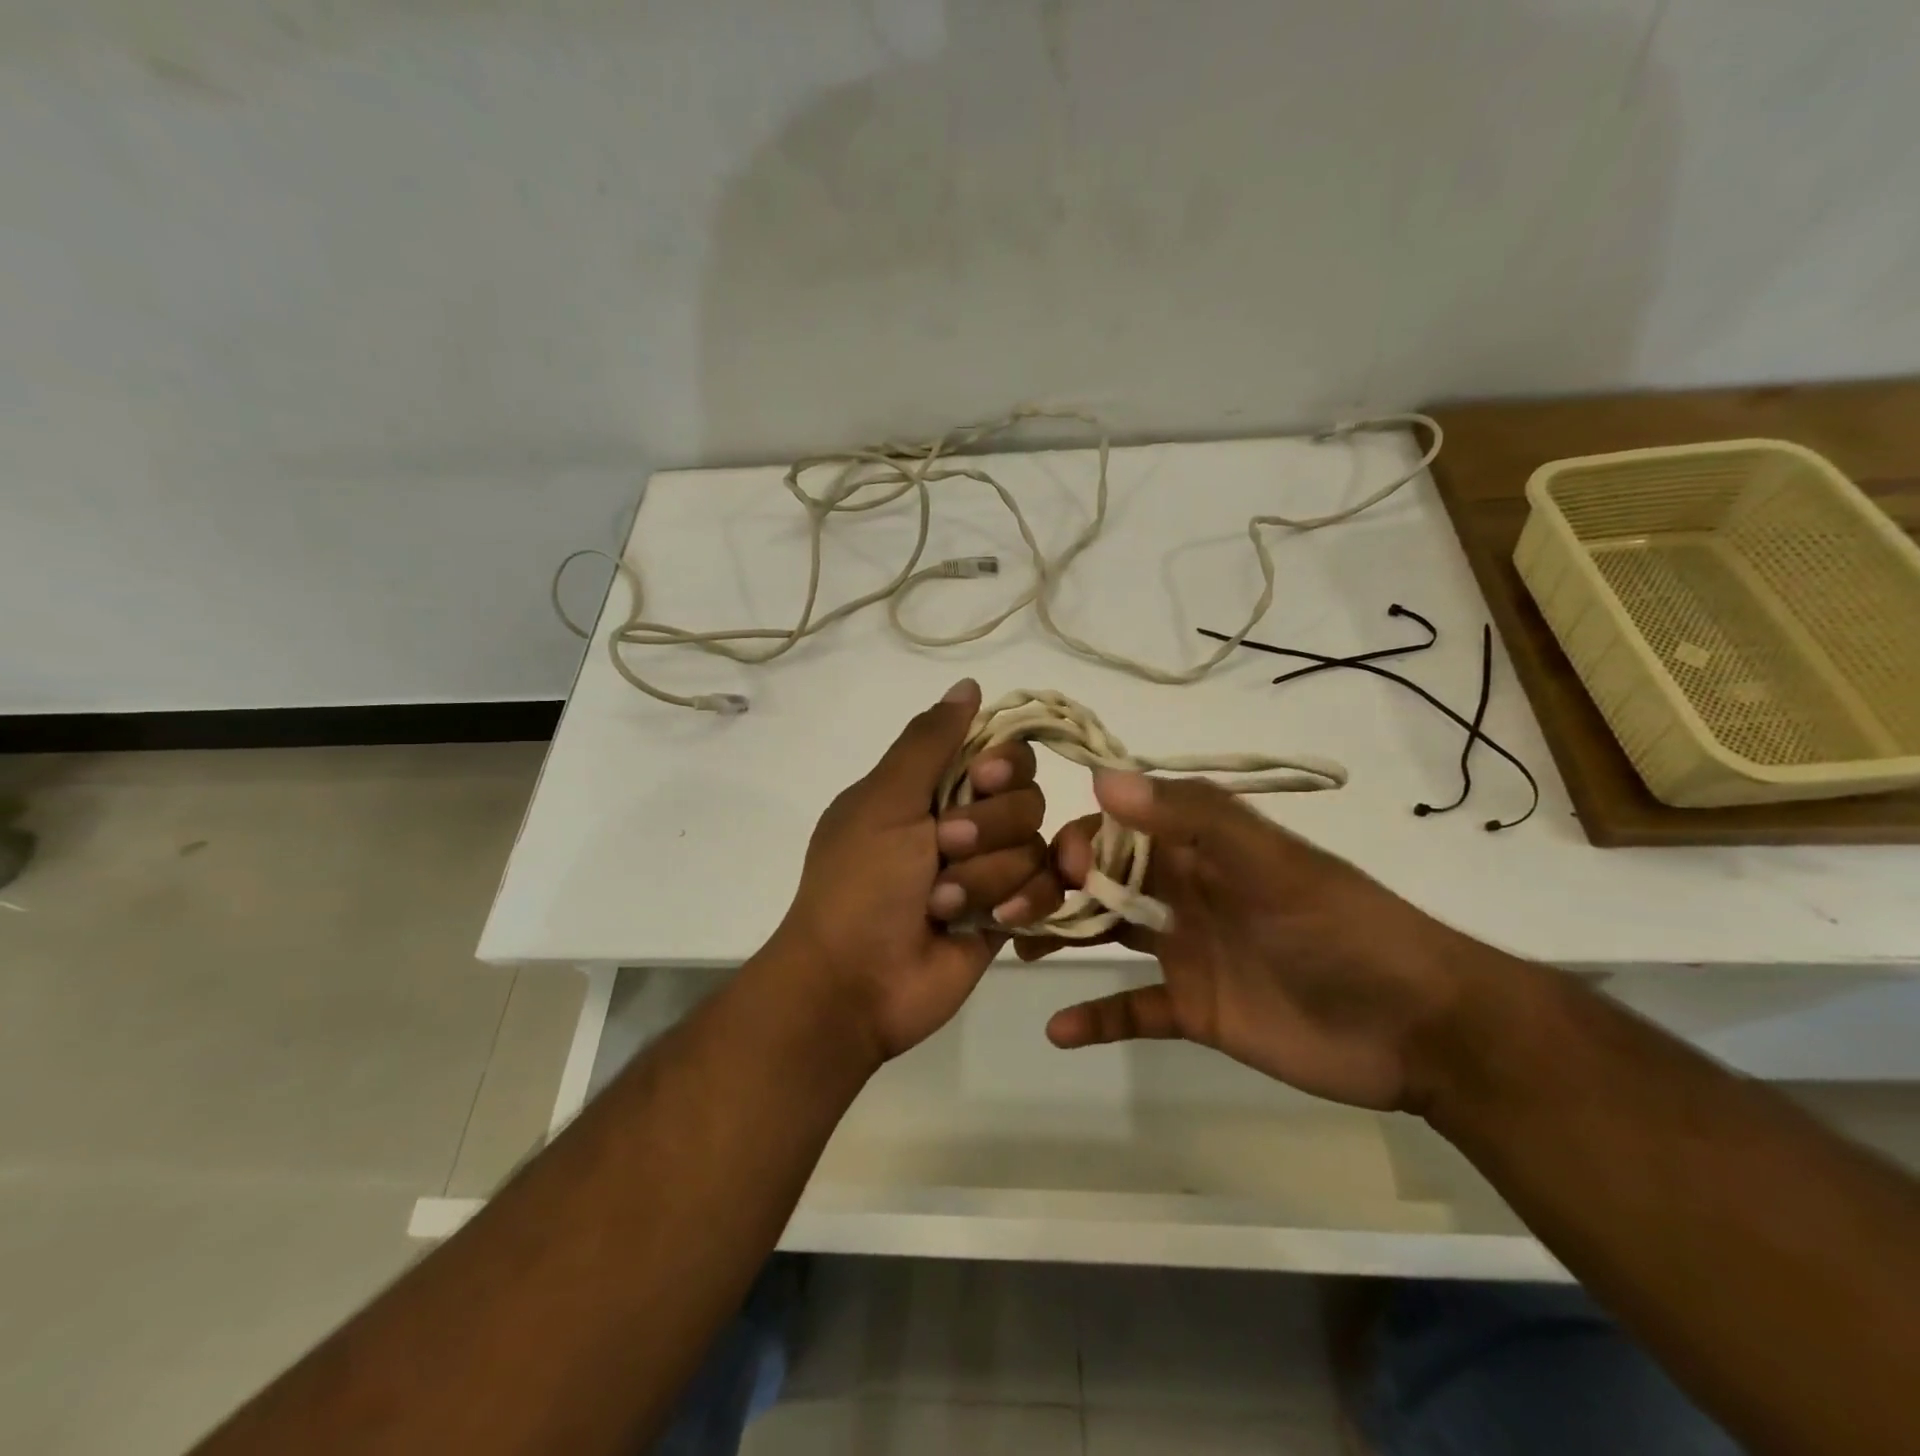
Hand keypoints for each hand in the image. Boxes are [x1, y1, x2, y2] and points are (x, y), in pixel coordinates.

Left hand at [767, 679, 1064, 1062]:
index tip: (980, 780)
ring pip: (1035, 846)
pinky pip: (1048, 891)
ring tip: (942, 904)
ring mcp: (989, 870)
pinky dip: (1024, 902)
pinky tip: (995, 921)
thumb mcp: (884, 801)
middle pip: (1026, 796)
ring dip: (988, 876)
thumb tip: (968, 685)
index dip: (1002, 764)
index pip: (999, 751)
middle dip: (987, 827)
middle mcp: (966, 822)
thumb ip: (929, 741)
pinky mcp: (1009, 914)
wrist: (855, 982)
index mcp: (931, 788)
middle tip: (943, 850)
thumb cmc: (860, 883)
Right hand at [1024, 771, 1489, 1112]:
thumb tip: (1101, 780)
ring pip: (1105, 934)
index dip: (1076, 841)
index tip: (1052, 867)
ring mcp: (1185, 951)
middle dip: (1052, 887)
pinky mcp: (1193, 1009)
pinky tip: (1057, 1028)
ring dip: (1059, 937)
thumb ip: (1192, 817)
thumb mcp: (1270, 862)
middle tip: (1007, 911)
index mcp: (1198, 848)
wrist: (1419, 1027)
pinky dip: (1096, 1017)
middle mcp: (1182, 892)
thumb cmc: (1340, 929)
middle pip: (1099, 880)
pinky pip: (1131, 1008)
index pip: (1117, 830)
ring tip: (1012, 947)